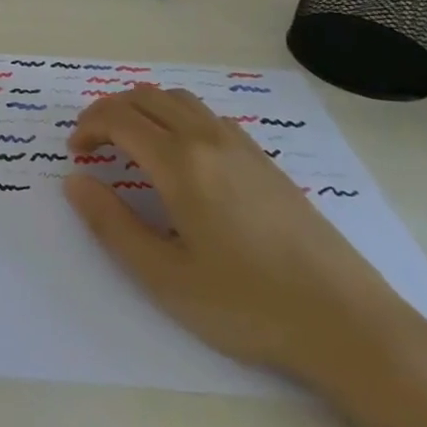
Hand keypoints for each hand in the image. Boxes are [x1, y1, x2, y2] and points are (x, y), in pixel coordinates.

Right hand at [64, 87, 426, 387]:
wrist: (352, 328)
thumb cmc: (248, 306)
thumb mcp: (164, 276)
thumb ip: (111, 224)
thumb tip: (75, 181)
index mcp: (180, 163)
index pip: (118, 118)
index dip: (87, 127)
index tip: (75, 154)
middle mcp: (209, 141)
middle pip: (146, 97)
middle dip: (109, 111)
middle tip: (93, 143)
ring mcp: (244, 148)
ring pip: (180, 100)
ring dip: (144, 109)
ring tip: (131, 143)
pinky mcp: (268, 164)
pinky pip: (209, 117)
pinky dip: (178, 118)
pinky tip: (182, 158)